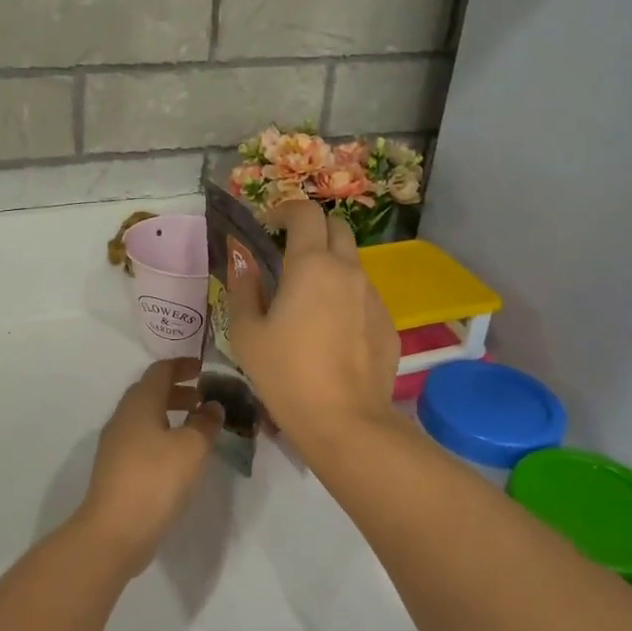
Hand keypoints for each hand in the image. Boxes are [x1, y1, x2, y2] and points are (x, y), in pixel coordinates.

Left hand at [76, 357, 223, 575]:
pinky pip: (142, 439)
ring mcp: (116, 444)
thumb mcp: (191, 448)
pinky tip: (179, 456)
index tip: (203, 368)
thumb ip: (205, 423)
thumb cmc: (155, 479)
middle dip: (177, 391)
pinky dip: (162, 435)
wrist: (114, 531)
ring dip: (170, 414)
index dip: (182, 365)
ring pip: (145, 417)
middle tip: (204, 398)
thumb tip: (212, 406)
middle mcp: (123, 417)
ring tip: (196, 427)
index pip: (159, 371)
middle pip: (150, 392)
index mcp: (140, 403)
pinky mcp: (116, 468)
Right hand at [225, 201, 399, 450]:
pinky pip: (364, 296)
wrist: (345, 421)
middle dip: (312, 230)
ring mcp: (374, 297)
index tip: (267, 226)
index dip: (284, 210)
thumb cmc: (286, 373)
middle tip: (287, 254)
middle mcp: (348, 270)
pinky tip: (329, 332)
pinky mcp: (388, 323)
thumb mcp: (246, 332)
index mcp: (311, 264)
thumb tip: (244, 261)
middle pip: (337, 227)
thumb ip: (244, 288)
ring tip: (307, 299)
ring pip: (352, 263)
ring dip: (329, 265)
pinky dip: (345, 298)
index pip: (305, 212)